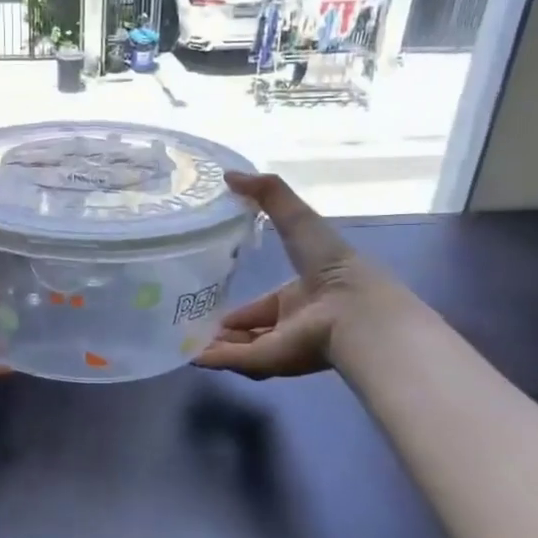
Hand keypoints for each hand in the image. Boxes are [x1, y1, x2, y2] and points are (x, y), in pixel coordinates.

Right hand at [197, 172, 380, 378]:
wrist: (354, 310)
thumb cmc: (331, 263)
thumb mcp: (297, 218)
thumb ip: (268, 194)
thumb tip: (228, 175)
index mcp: (302, 294)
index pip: (267, 304)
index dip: (243, 305)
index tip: (216, 299)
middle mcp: (294, 323)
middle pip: (254, 329)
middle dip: (227, 327)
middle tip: (194, 319)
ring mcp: (283, 345)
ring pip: (242, 347)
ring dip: (216, 345)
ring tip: (184, 338)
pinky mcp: (272, 362)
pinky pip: (236, 361)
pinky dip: (213, 359)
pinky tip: (189, 355)